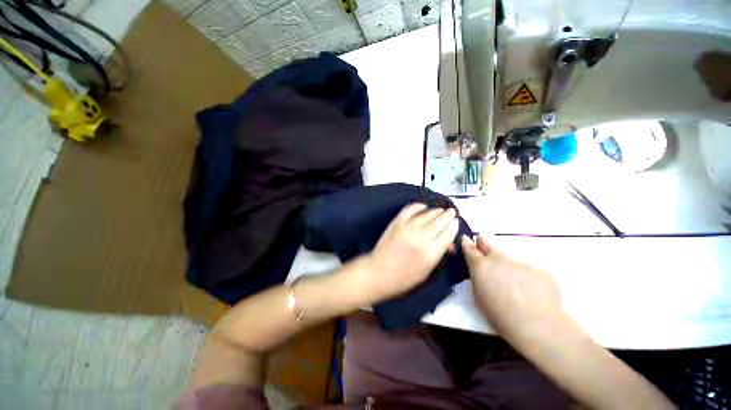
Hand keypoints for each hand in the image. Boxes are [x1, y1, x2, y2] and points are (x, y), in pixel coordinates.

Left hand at [357, 203, 458, 302]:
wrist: (379, 272)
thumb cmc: (404, 278)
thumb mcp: (427, 271)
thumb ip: (439, 254)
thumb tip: (448, 243)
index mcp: (432, 252)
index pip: (448, 233)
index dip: (454, 225)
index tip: (456, 221)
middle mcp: (422, 236)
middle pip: (440, 220)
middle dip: (448, 215)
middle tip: (451, 212)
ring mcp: (408, 226)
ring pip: (428, 213)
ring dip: (436, 211)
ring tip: (440, 210)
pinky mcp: (397, 221)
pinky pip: (411, 208)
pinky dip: (419, 206)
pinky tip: (424, 207)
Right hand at [462, 235, 563, 342]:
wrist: (537, 326)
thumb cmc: (500, 315)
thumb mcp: (479, 296)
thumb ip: (478, 277)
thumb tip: (480, 269)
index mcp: (481, 265)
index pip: (469, 248)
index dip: (466, 243)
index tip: (466, 240)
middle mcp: (499, 258)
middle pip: (488, 242)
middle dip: (484, 244)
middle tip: (486, 250)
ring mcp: (522, 262)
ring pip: (511, 259)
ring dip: (510, 266)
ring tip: (518, 287)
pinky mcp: (541, 270)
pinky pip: (531, 270)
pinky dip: (529, 278)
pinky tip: (534, 293)